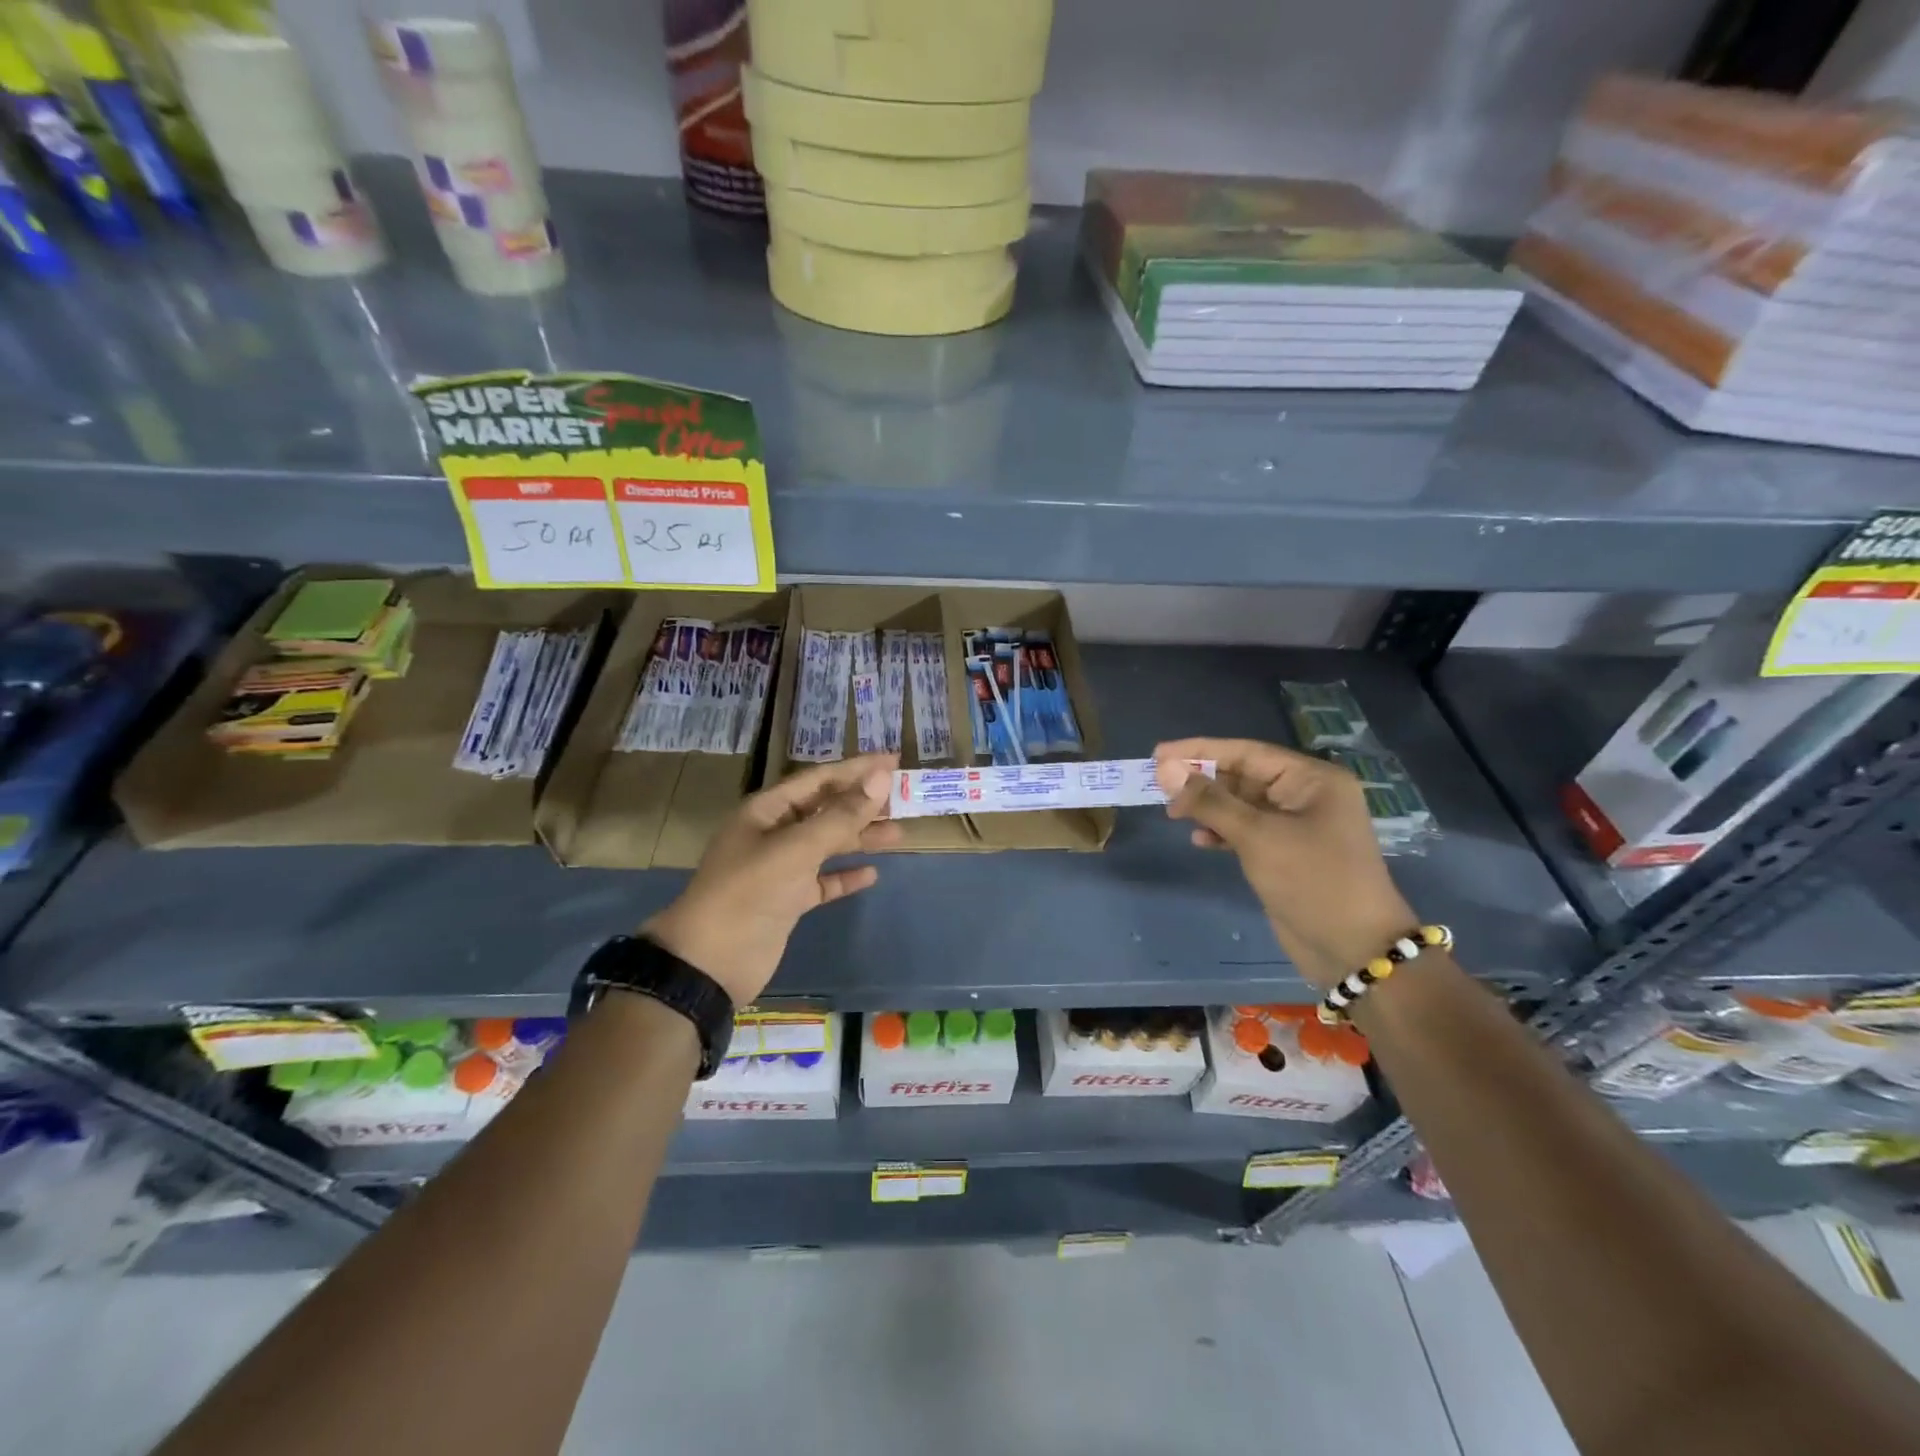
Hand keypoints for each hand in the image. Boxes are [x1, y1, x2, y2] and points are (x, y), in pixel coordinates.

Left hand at [643, 755, 900, 1004]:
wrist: (710, 962)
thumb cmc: (749, 892)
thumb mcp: (796, 848)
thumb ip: (841, 815)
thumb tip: (882, 778)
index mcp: (767, 811)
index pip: (819, 779)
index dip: (857, 769)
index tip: (894, 760)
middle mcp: (774, 834)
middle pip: (826, 810)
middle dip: (862, 803)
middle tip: (904, 798)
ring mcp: (781, 868)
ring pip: (828, 844)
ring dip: (860, 838)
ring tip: (899, 833)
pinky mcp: (788, 901)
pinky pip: (823, 881)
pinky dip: (845, 876)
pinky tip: (872, 874)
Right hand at [1155, 738, 1417, 990]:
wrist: (1354, 949)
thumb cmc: (1312, 881)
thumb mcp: (1257, 836)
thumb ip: (1210, 801)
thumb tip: (1166, 770)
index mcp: (1311, 779)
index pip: (1246, 752)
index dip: (1199, 751)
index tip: (1158, 754)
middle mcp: (1306, 796)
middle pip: (1243, 776)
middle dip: (1202, 780)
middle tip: (1158, 786)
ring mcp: (1297, 826)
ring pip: (1241, 804)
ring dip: (1208, 807)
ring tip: (1172, 813)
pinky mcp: (1286, 853)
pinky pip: (1246, 830)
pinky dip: (1221, 832)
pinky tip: (1199, 840)